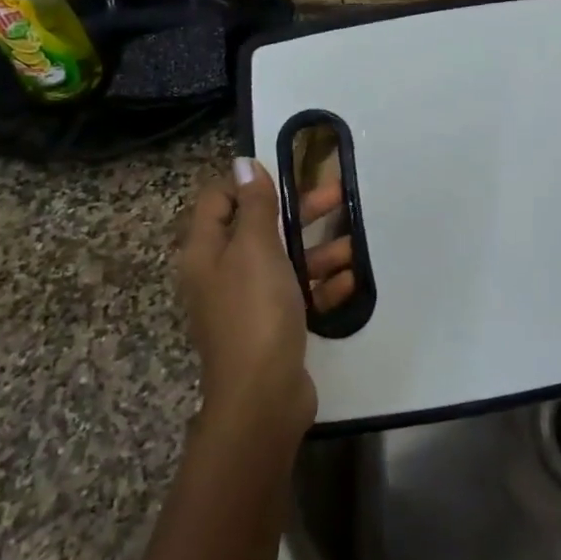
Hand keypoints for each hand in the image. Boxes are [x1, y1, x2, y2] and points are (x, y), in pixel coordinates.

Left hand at [177, 159, 354, 440]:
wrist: (262, 396)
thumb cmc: (255, 311)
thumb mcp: (255, 248)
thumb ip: (253, 205)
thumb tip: (243, 163)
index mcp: (207, 252)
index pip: (218, 200)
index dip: (248, 182)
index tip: (288, 174)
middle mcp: (222, 273)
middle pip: (258, 228)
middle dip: (298, 212)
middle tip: (339, 196)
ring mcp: (247, 303)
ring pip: (284, 262)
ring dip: (318, 251)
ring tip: (353, 246)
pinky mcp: (272, 327)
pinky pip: (298, 295)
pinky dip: (321, 286)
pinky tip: (350, 282)